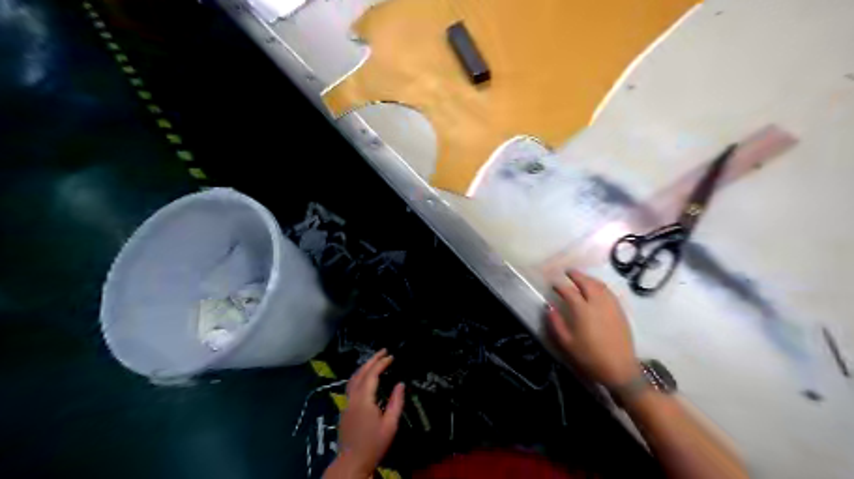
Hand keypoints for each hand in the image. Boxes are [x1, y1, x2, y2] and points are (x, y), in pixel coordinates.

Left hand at [328, 351, 403, 477]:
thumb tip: (400, 384)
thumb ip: (396, 403)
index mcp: (364, 400)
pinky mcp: (345, 409)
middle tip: (383, 351)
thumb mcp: (390, 425)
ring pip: (353, 378)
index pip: (372, 375)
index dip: (381, 363)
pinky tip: (366, 377)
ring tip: (375, 360)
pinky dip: (359, 375)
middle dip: (372, 360)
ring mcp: (346, 403)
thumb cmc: (373, 444)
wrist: (351, 462)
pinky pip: (351, 385)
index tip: (391, 356)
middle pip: (360, 373)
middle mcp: (353, 398)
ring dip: (364, 367)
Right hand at [546, 270, 640, 385]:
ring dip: (589, 278)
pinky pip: (609, 292)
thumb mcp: (567, 342)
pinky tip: (596, 288)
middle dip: (576, 275)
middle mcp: (597, 303)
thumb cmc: (589, 357)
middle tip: (568, 272)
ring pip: (599, 285)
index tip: (553, 284)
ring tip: (581, 277)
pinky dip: (600, 285)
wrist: (619, 369)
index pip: (569, 291)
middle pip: (586, 283)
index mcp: (582, 310)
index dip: (560, 286)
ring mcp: (611, 306)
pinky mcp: (620, 311)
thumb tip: (549, 307)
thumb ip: (556, 323)